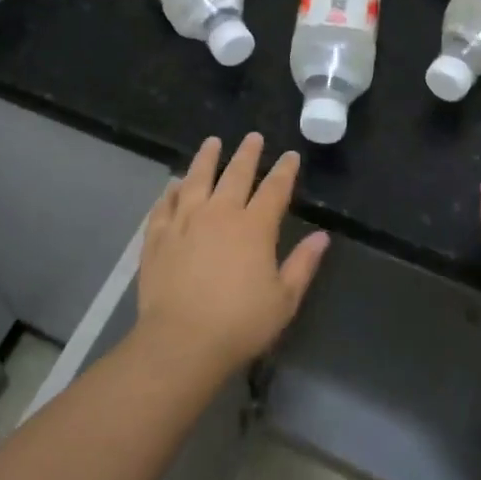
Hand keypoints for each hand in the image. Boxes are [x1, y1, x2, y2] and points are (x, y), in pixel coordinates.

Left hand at [137, 133, 329, 376]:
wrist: (180, 342)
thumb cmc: (239, 324)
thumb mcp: (284, 300)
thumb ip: (303, 264)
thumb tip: (322, 237)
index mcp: (254, 227)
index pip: (274, 189)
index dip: (284, 170)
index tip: (290, 155)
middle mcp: (220, 214)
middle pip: (235, 174)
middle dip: (247, 153)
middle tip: (253, 137)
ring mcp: (185, 222)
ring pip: (197, 179)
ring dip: (206, 158)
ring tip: (211, 142)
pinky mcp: (158, 237)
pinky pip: (164, 205)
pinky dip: (170, 192)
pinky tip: (173, 185)